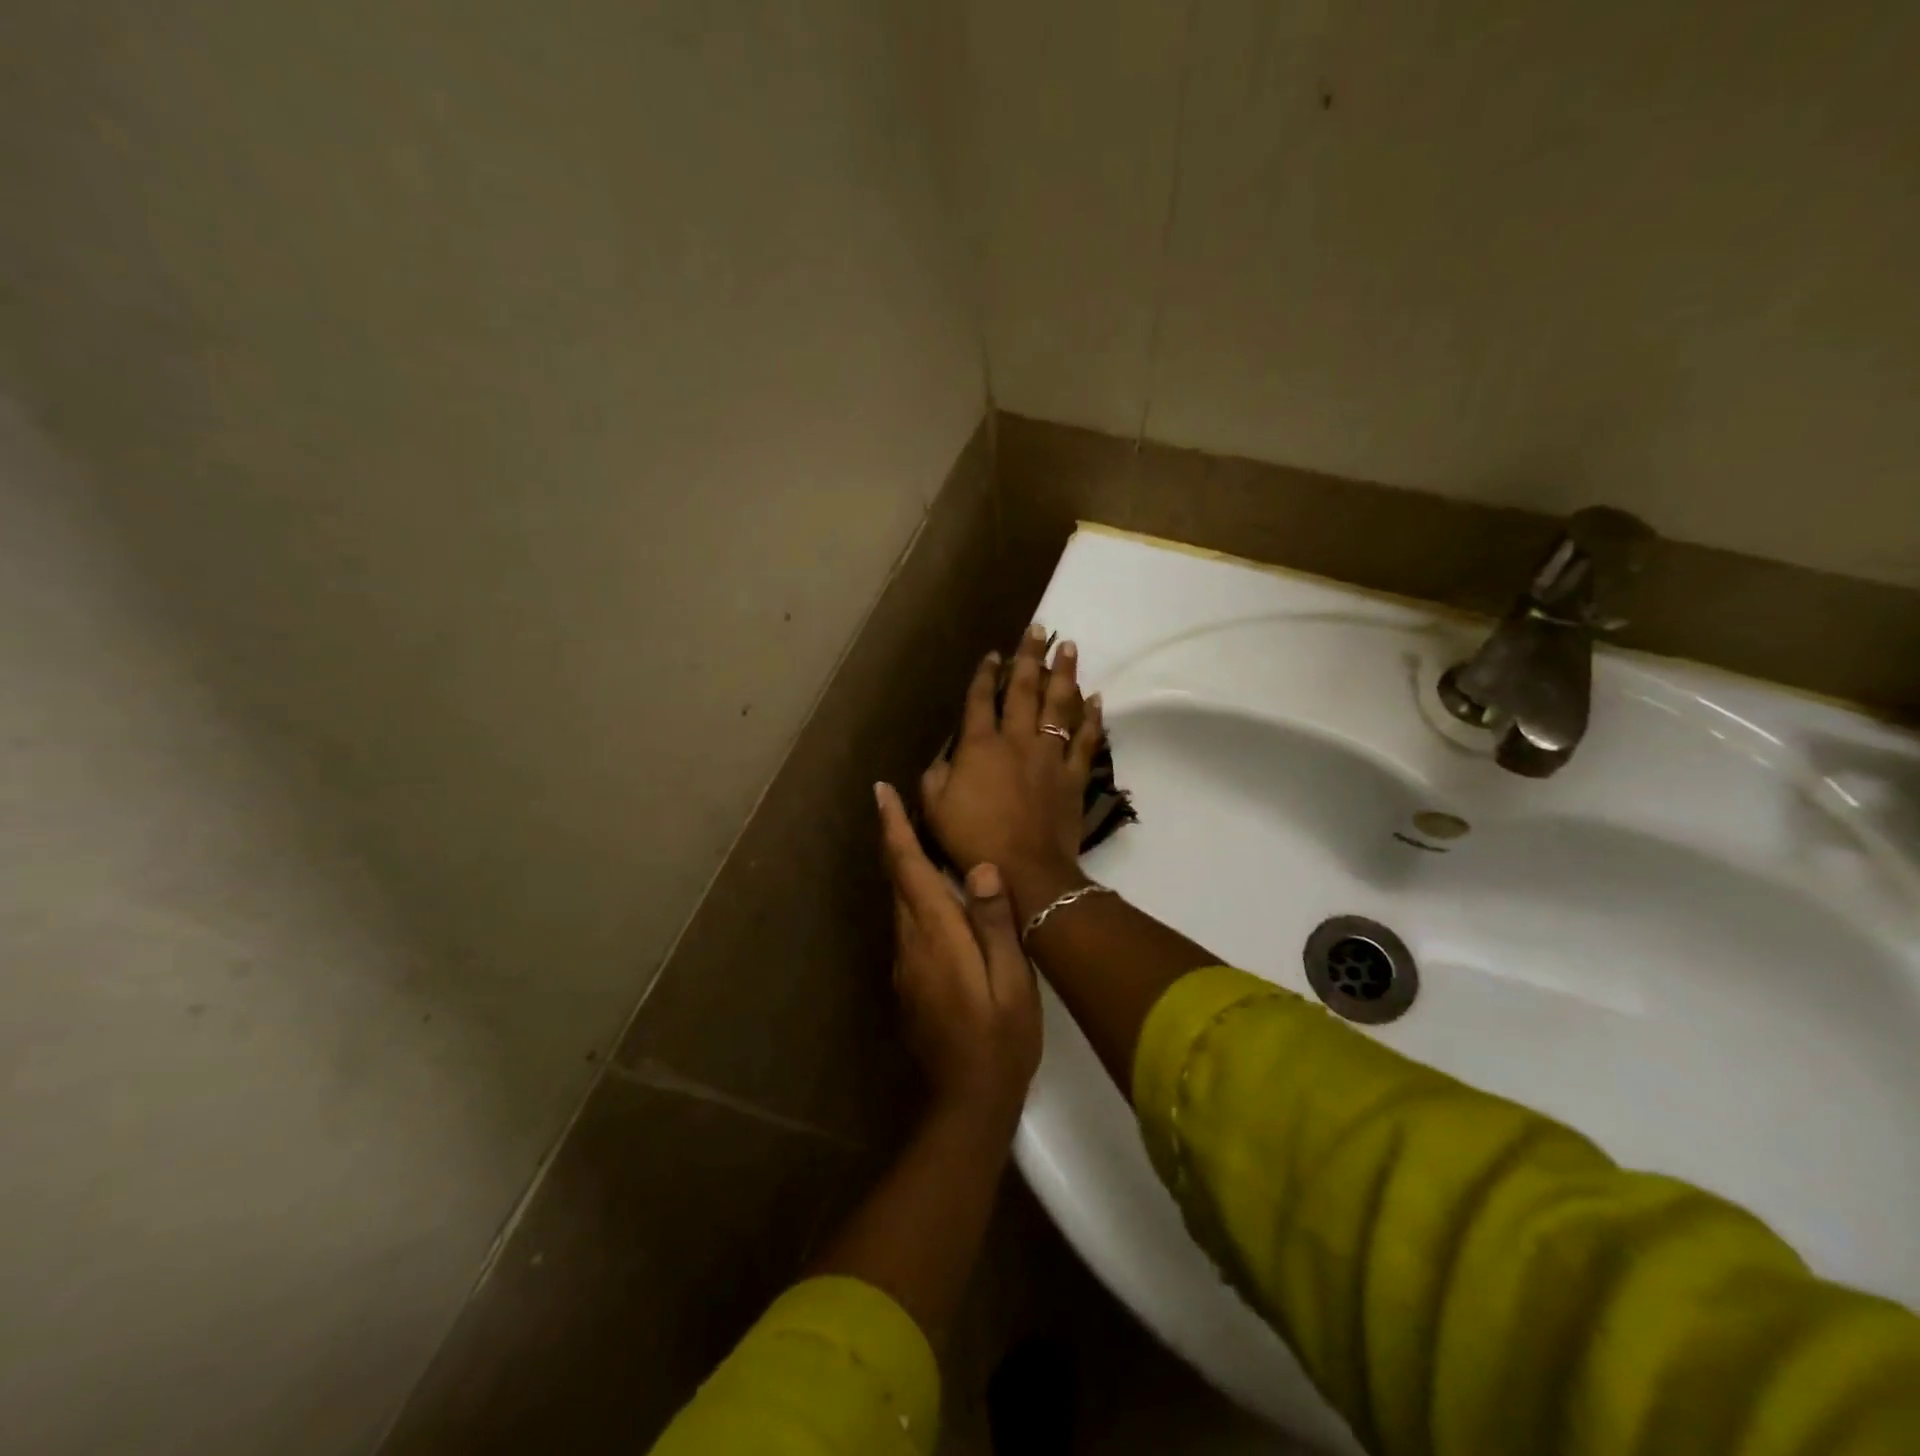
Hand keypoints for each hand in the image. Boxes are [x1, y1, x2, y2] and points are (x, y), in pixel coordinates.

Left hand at [877, 781, 1040, 1133]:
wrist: (968, 1099)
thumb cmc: (1001, 1038)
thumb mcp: (1011, 980)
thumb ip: (994, 923)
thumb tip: (980, 867)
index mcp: (936, 933)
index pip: (908, 868)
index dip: (894, 828)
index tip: (881, 792)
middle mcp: (911, 941)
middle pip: (896, 878)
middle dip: (895, 838)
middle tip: (899, 802)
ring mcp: (905, 963)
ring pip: (899, 900)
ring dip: (903, 865)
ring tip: (918, 836)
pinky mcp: (909, 980)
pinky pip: (907, 923)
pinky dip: (912, 895)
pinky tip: (934, 895)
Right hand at [921, 624, 1101, 917]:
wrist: (1024, 870)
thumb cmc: (973, 840)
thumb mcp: (935, 809)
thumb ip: (934, 777)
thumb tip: (940, 758)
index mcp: (980, 746)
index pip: (981, 700)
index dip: (985, 675)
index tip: (992, 654)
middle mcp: (1017, 740)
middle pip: (1025, 690)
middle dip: (1029, 657)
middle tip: (1039, 629)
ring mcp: (1049, 756)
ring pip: (1059, 706)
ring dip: (1064, 674)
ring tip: (1070, 647)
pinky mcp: (1073, 776)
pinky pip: (1086, 741)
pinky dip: (1093, 719)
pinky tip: (1097, 698)